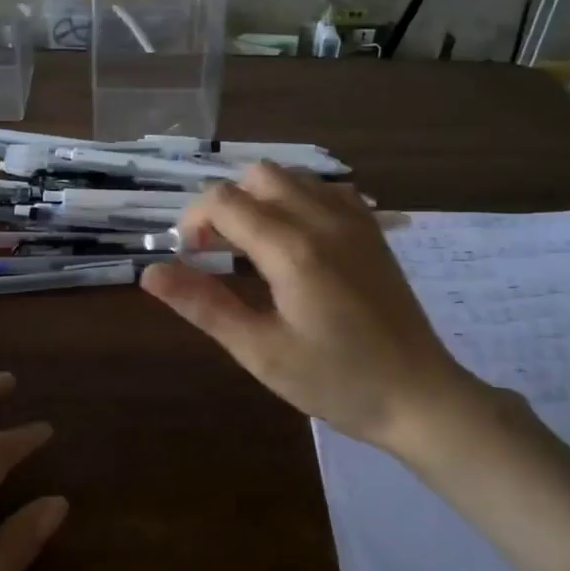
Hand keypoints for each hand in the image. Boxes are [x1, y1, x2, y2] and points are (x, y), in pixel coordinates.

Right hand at [141, 164, 495, 452]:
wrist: (418, 395)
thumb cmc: (335, 381)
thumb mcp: (260, 352)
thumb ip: (203, 305)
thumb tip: (150, 272)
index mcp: (291, 249)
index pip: (224, 200)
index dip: (194, 221)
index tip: (191, 258)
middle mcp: (323, 219)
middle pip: (257, 175)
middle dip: (226, 203)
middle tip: (219, 252)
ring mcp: (354, 220)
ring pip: (292, 177)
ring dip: (260, 199)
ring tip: (254, 248)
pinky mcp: (372, 230)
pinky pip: (325, 190)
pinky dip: (298, 200)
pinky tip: (296, 241)